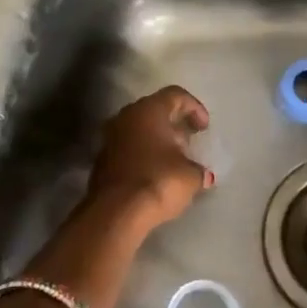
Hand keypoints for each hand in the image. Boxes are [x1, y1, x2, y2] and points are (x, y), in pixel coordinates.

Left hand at [86, 85, 212, 228]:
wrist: (116, 212)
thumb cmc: (158, 181)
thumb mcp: (191, 175)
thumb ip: (198, 168)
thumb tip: (201, 173)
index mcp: (149, 110)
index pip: (175, 95)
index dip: (195, 108)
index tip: (204, 129)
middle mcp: (126, 116)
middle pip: (155, 110)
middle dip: (174, 124)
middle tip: (189, 142)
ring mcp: (110, 137)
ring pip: (139, 129)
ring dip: (157, 140)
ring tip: (174, 159)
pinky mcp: (102, 159)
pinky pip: (128, 147)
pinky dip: (143, 154)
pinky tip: (155, 173)